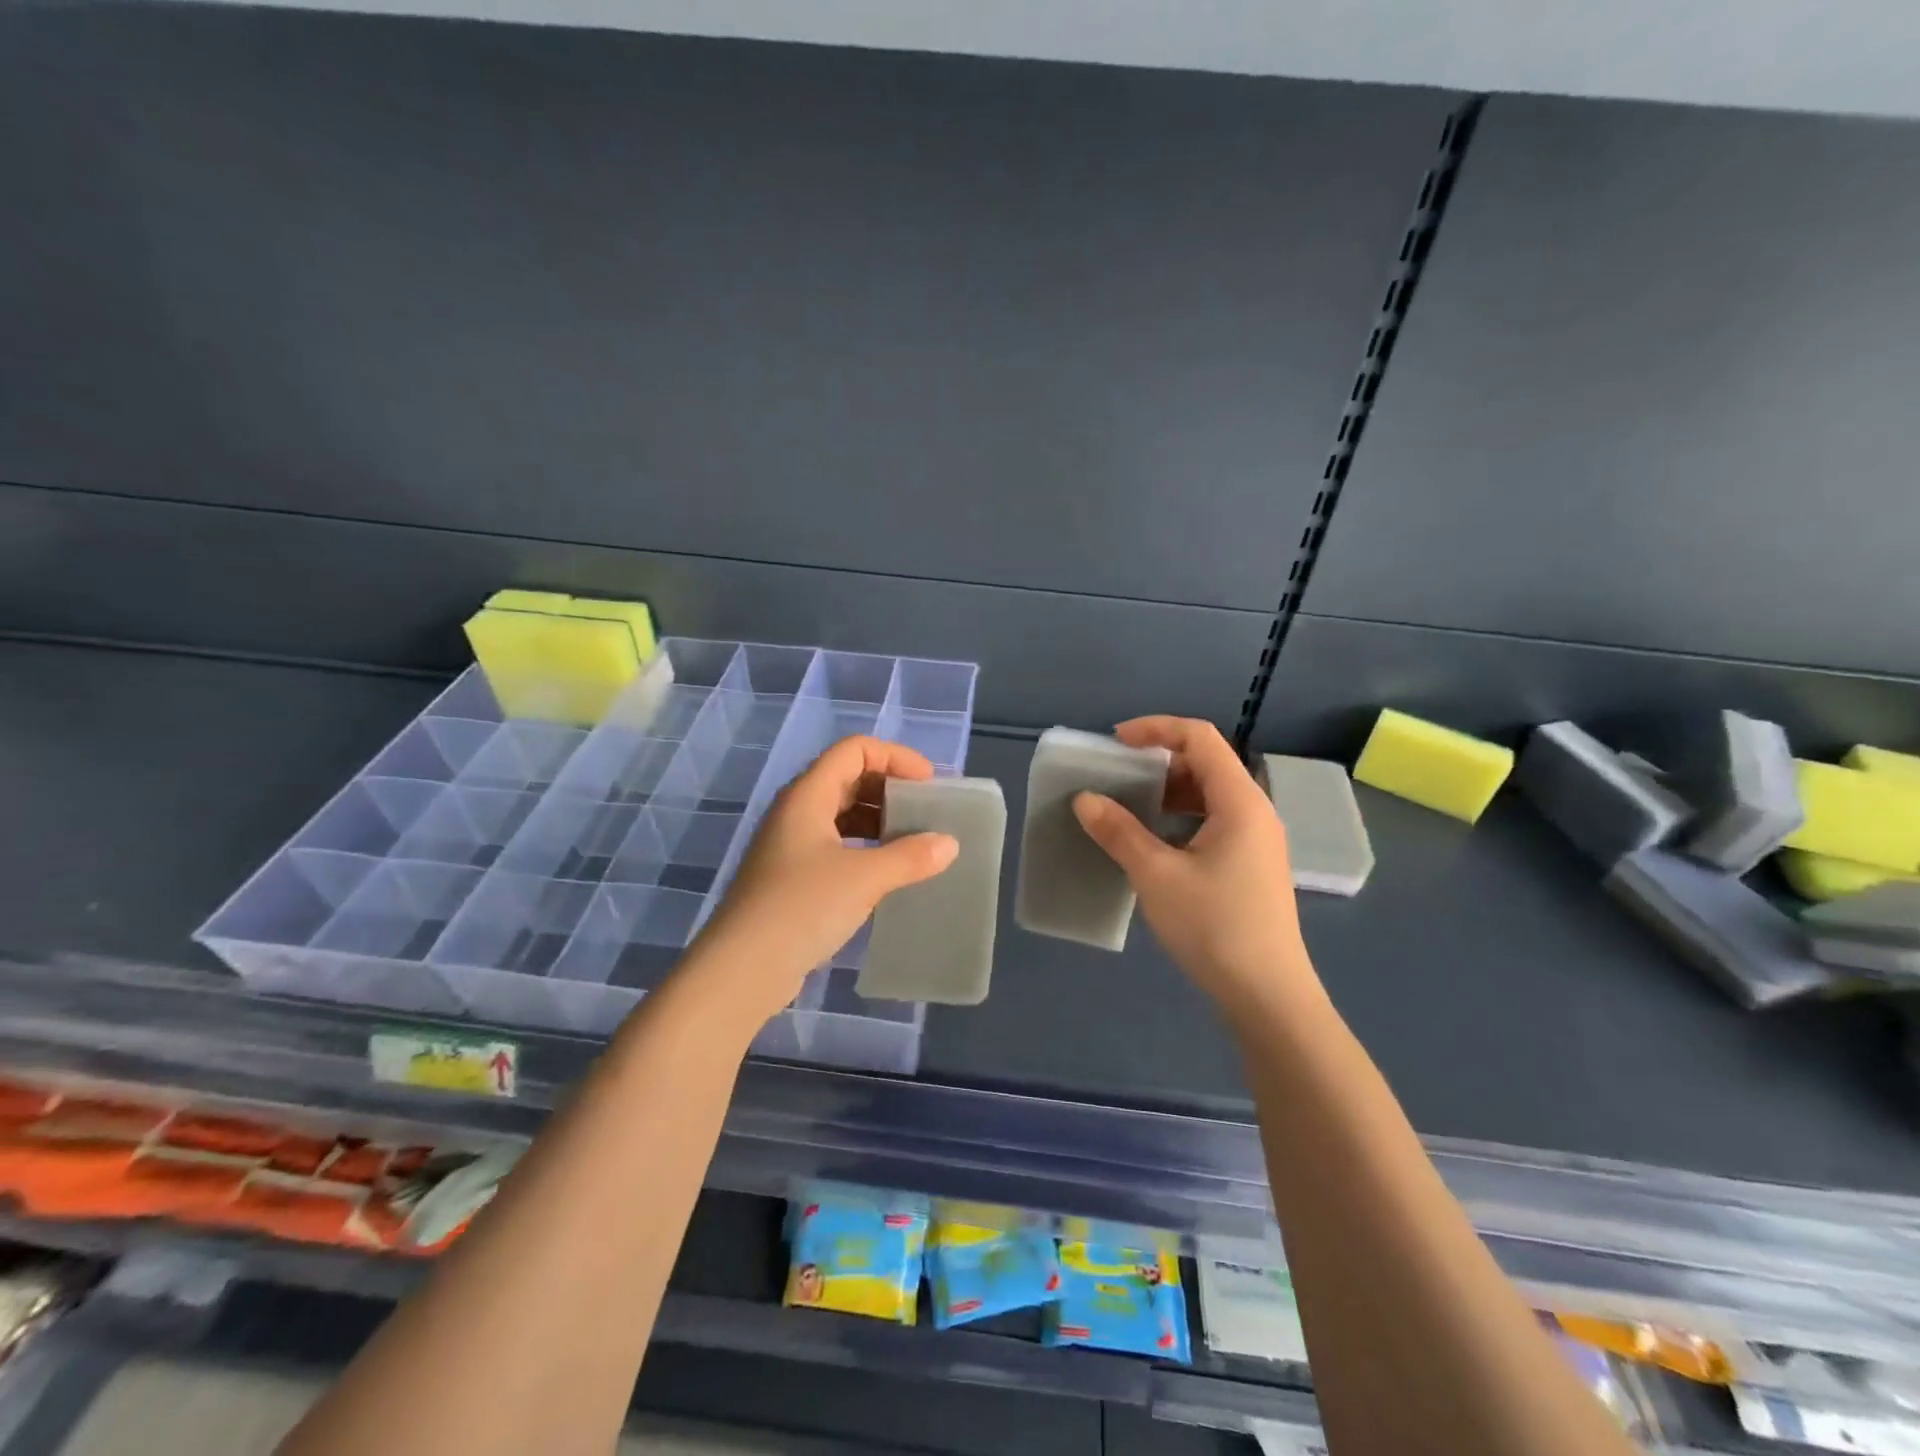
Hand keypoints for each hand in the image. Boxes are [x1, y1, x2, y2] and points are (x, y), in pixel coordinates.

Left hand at [686, 736, 958, 1026]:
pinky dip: (866, 849)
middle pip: (849, 778)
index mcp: (807, 795)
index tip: (928, 785)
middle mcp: (796, 812)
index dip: (895, 757)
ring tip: (915, 844)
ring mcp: (791, 846)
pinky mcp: (792, 879)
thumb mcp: (864, 878)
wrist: (743, 969)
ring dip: (880, 822)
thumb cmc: (802, 907)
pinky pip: (836, 847)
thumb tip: (948, 844)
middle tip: (927, 814)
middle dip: (891, 789)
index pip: (854, 750)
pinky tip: (888, 874)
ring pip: (842, 815)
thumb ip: (910, 856)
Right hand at [1072, 717, 1322, 1019]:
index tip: (1115, 742)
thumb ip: (1119, 832)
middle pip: (1208, 762)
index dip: (1157, 729)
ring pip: (1211, 793)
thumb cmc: (1214, 927)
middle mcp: (1255, 811)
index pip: (1201, 738)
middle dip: (1160, 760)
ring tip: (1131, 804)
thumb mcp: (1157, 875)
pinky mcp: (1252, 864)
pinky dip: (1182, 816)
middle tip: (1119, 775)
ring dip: (1170, 790)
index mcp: (1240, 802)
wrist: (1267, 995)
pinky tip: (1156, 840)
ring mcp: (1257, 839)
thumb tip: (1085, 799)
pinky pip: (1215, 820)